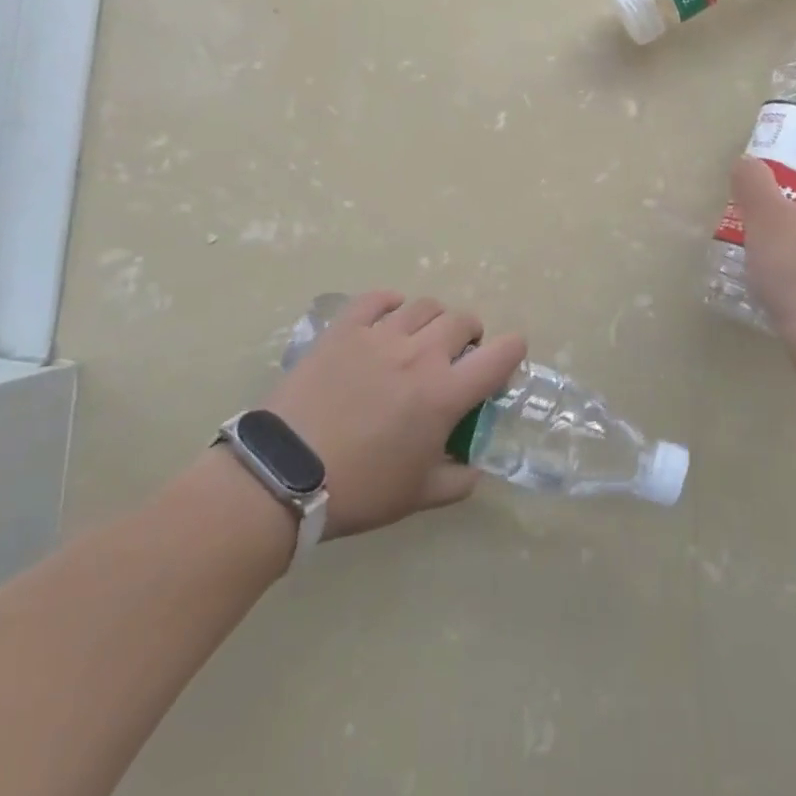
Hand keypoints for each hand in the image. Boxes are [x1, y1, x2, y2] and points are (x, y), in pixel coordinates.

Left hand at [262, 291, 525, 538]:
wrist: (283, 474)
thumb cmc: (359, 489)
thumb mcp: (418, 496)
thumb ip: (458, 480)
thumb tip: (474, 469)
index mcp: (446, 393)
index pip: (501, 354)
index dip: (512, 352)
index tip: (505, 362)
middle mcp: (421, 354)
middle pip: (463, 321)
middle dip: (470, 336)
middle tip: (457, 357)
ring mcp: (381, 336)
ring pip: (424, 306)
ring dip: (434, 320)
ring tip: (422, 338)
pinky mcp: (345, 330)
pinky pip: (377, 299)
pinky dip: (392, 302)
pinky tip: (390, 315)